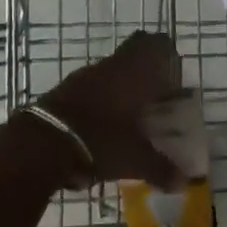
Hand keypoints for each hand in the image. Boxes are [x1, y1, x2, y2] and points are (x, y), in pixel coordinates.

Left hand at [37, 31, 186, 189]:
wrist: (43, 143)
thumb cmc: (100, 141)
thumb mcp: (135, 160)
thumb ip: (161, 168)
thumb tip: (183, 182)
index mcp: (135, 72)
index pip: (156, 43)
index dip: (168, 56)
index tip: (174, 79)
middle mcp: (112, 66)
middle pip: (134, 53)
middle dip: (147, 71)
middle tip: (157, 96)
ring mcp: (85, 75)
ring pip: (112, 70)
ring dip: (124, 85)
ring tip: (133, 116)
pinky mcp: (65, 89)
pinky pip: (93, 85)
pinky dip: (103, 98)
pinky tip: (106, 124)